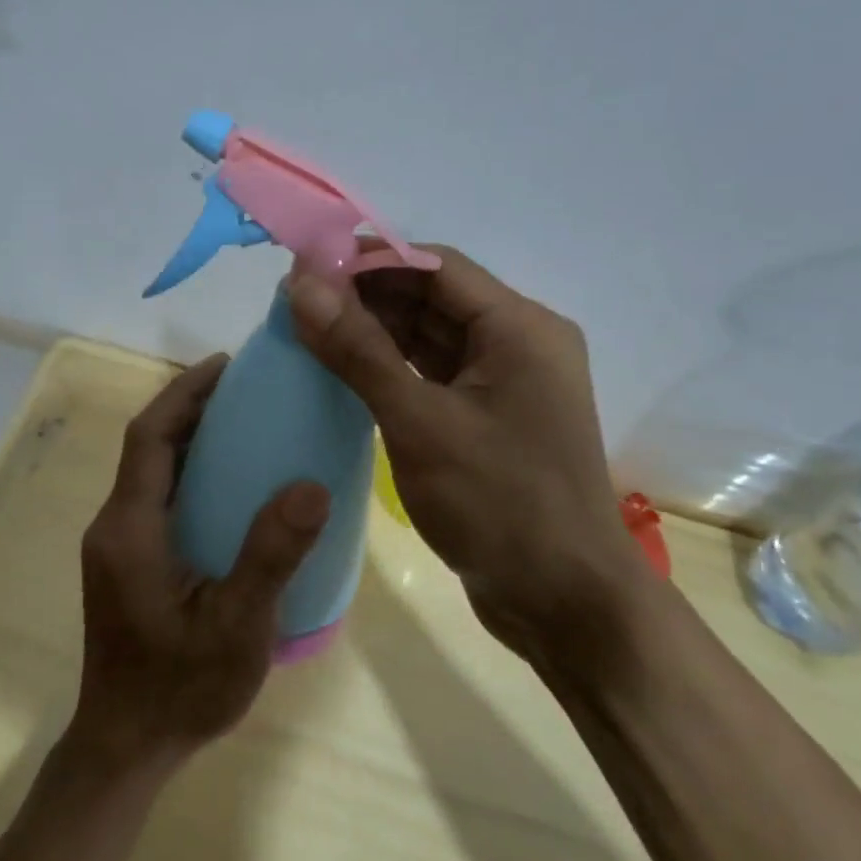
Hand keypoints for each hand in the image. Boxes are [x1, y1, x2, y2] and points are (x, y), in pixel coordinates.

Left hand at [72, 354, 330, 771]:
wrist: (126, 746)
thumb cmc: (180, 689)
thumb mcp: (238, 626)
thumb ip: (271, 555)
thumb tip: (311, 484)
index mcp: (131, 528)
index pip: (150, 437)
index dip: (183, 393)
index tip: (225, 365)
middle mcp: (114, 525)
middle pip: (147, 446)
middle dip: (189, 407)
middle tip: (245, 388)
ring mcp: (116, 544)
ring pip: (150, 471)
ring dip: (188, 438)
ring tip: (242, 422)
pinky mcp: (125, 562)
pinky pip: (155, 497)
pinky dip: (187, 472)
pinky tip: (227, 484)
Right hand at [287, 248, 646, 678]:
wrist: (563, 603)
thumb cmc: (498, 504)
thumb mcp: (420, 422)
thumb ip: (358, 350)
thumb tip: (301, 284)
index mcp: (519, 328)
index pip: (434, 266)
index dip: (369, 258)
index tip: (306, 266)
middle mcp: (518, 342)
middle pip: (431, 298)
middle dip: (365, 295)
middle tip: (297, 301)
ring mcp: (504, 382)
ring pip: (429, 336)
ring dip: (373, 330)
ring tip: (308, 328)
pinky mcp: (488, 416)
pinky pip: (433, 373)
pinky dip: (390, 367)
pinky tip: (342, 368)